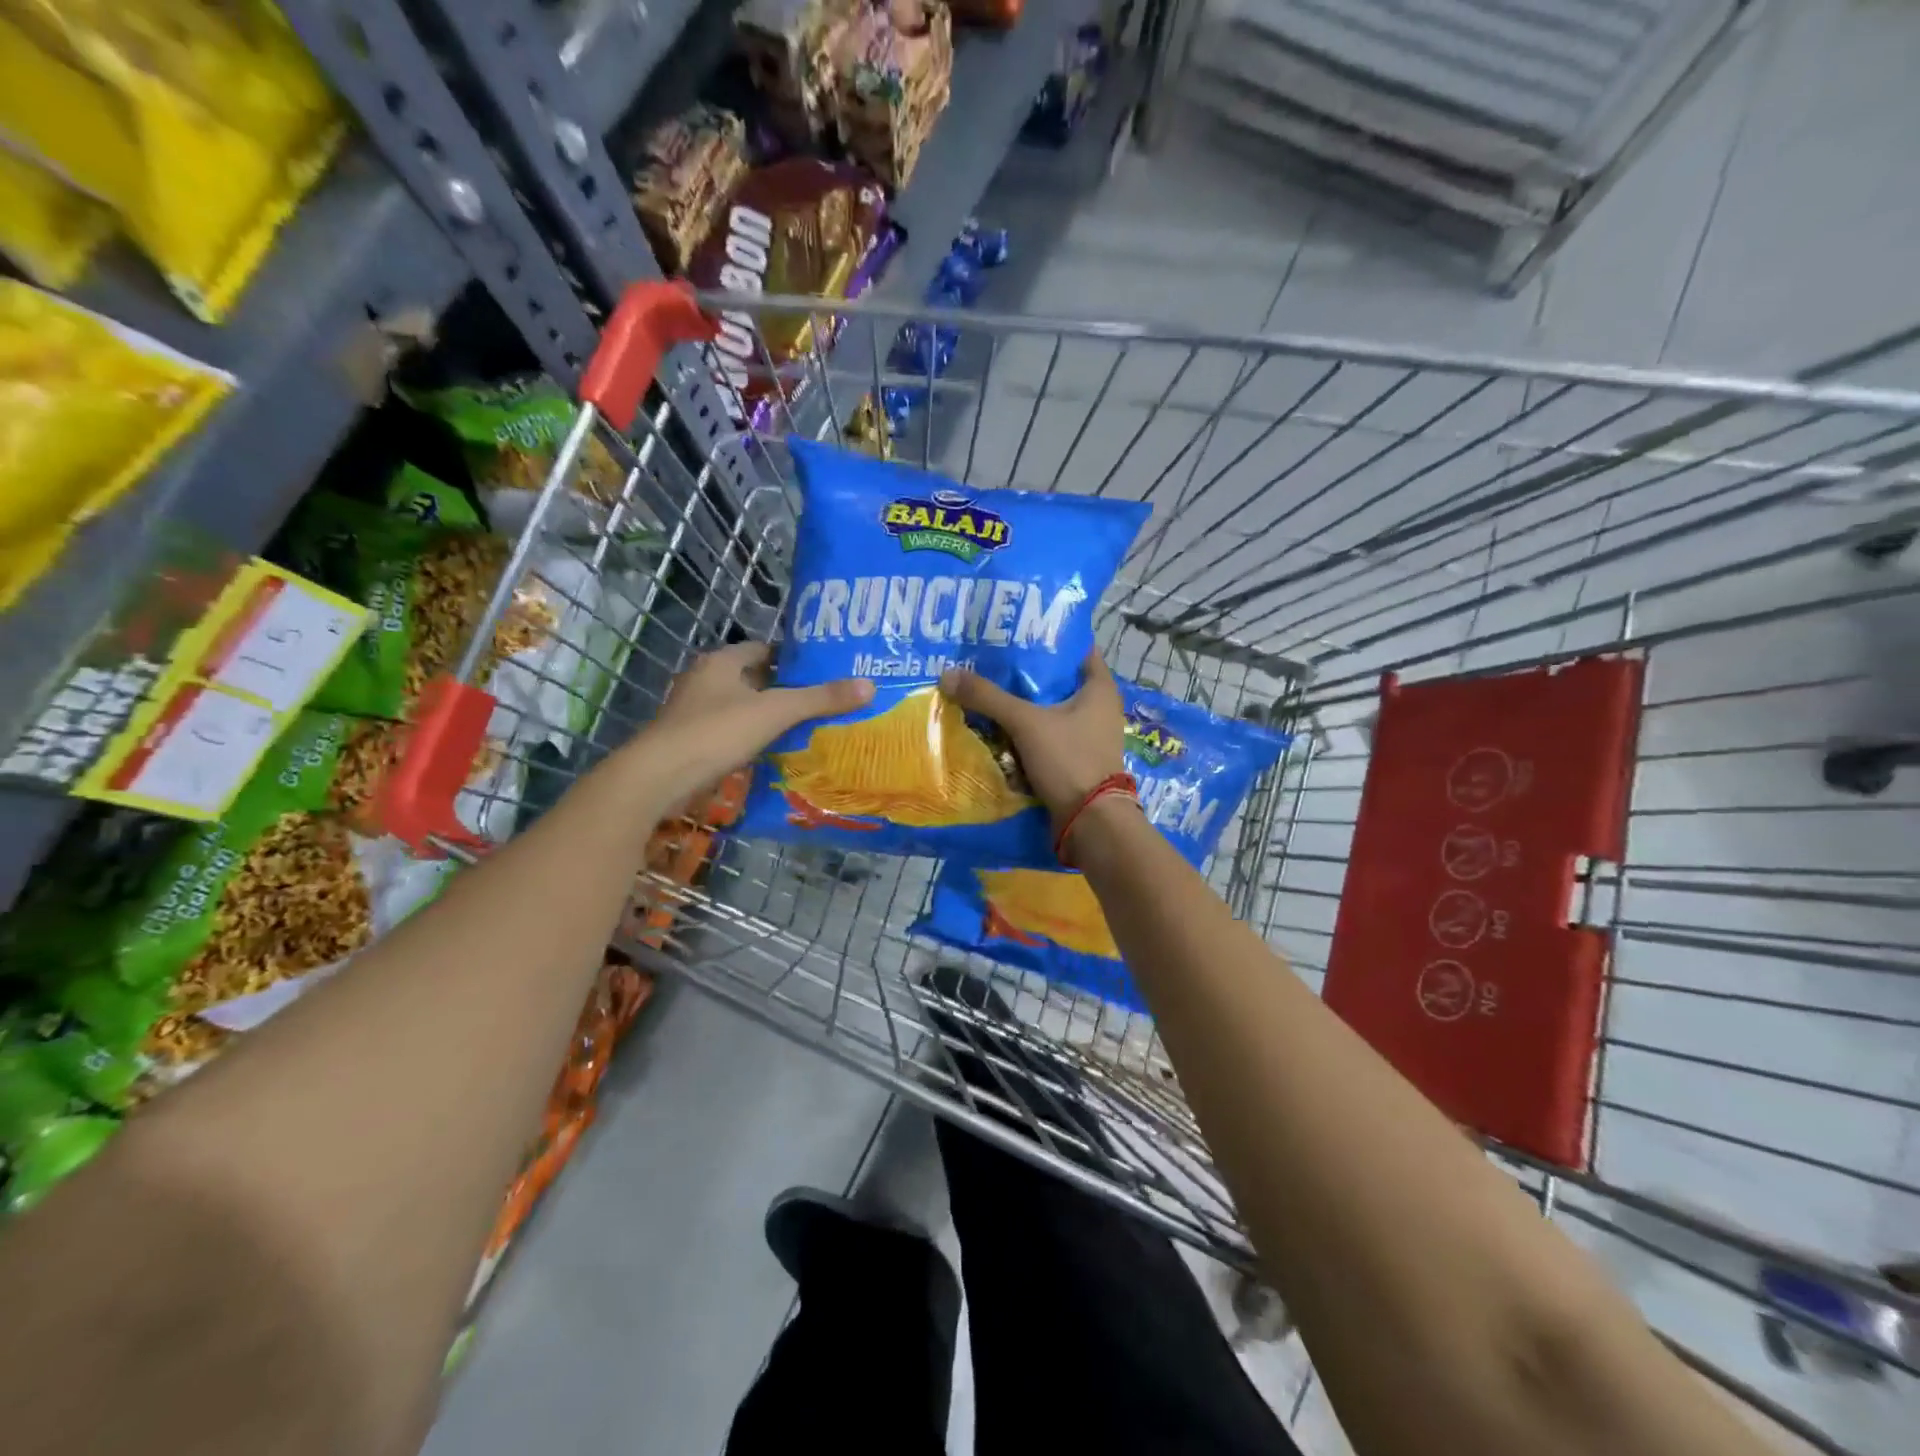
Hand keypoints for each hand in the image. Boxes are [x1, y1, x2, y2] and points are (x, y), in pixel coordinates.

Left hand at [644, 643, 872, 788]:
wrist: (659, 777)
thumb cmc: (716, 732)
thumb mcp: (775, 712)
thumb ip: (820, 700)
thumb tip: (869, 686)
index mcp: (721, 662)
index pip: (763, 649)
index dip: (792, 658)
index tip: (822, 670)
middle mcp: (704, 680)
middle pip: (752, 678)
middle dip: (783, 688)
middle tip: (821, 700)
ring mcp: (693, 712)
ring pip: (740, 707)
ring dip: (766, 715)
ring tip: (804, 727)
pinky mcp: (690, 741)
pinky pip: (729, 732)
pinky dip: (751, 738)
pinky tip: (773, 752)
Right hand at [939, 651, 1125, 823]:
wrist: (1090, 822)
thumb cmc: (1069, 760)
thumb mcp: (1026, 723)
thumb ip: (988, 698)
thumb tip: (947, 674)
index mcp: (1100, 688)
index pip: (1074, 648)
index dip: (1046, 638)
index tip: (1014, 632)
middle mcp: (1099, 707)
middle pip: (1058, 680)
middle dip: (1026, 673)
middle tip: (990, 661)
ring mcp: (1089, 735)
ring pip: (1050, 710)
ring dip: (1023, 705)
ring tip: (987, 691)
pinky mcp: (1077, 759)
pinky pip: (1047, 736)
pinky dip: (1026, 731)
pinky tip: (998, 727)